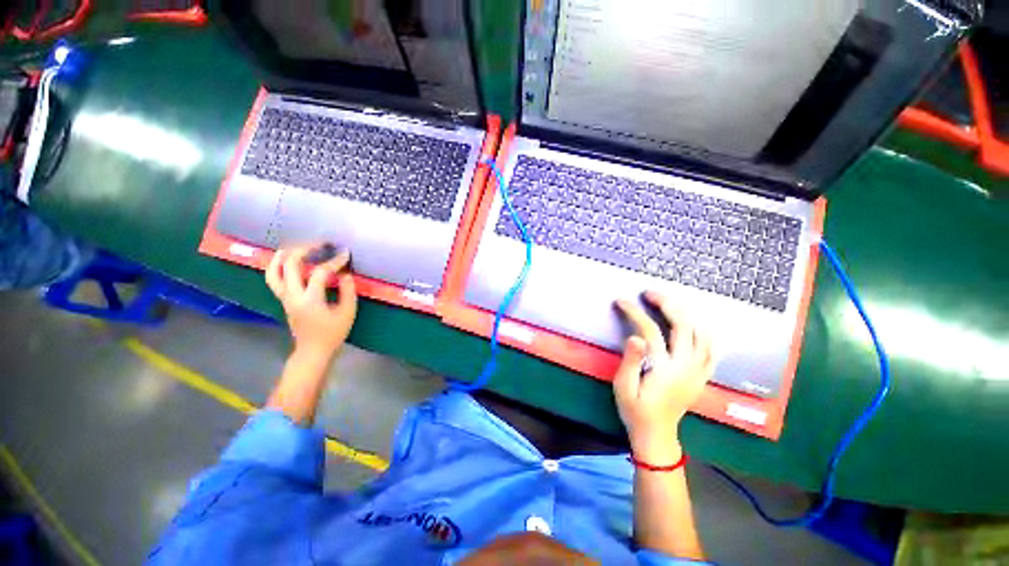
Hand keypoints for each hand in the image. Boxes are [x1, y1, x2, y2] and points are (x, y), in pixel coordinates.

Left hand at [266, 245, 356, 359]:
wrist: (313, 350)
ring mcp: (284, 297)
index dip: (334, 261)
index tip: (345, 254)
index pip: (320, 272)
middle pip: (290, 264)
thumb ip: (347, 290)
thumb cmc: (333, 333)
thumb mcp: (347, 312)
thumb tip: (344, 273)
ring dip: (284, 256)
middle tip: (321, 244)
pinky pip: (274, 278)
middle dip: (305, 250)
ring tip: (297, 247)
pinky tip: (289, 261)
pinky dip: (279, 266)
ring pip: (274, 271)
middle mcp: (292, 296)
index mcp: (310, 300)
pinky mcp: (283, 300)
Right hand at [614, 291, 712, 463]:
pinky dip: (703, 332)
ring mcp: (697, 371)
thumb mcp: (624, 386)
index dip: (634, 312)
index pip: (650, 330)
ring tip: (669, 305)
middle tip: (649, 293)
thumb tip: (635, 336)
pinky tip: (693, 326)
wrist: (657, 434)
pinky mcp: (702, 376)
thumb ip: (631, 361)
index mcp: (663, 367)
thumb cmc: (635, 409)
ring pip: (701, 334)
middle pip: (682, 325)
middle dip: (666, 303)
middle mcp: (685, 365)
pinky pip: (711, 349)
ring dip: (686, 314)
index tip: (621, 301)